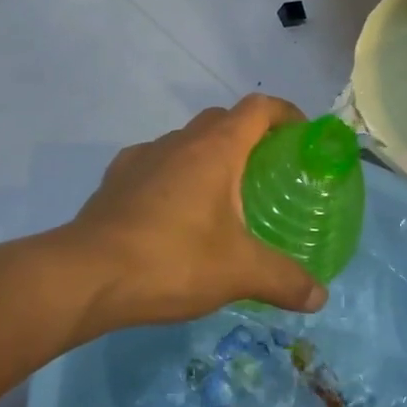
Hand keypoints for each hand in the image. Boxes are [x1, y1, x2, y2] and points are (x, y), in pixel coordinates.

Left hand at [72, 95, 328, 328]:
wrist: (86, 276)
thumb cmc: (172, 259)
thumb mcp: (238, 272)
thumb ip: (284, 280)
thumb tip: (320, 298)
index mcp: (216, 148)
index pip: (259, 108)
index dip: (285, 113)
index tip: (301, 136)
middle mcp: (181, 140)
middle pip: (223, 119)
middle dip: (249, 135)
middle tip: (266, 171)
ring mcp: (144, 156)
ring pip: (187, 140)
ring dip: (209, 154)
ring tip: (221, 194)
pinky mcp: (117, 177)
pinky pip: (156, 162)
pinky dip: (173, 174)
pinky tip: (173, 210)